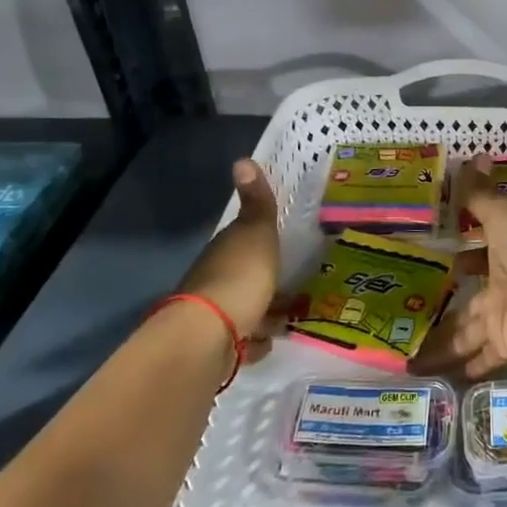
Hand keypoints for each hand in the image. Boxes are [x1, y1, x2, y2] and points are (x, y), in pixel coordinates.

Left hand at [174, 159, 282, 350]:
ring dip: (264, 314)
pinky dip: (255, 342)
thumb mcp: (256, 233)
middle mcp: (215, 280)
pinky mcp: (219, 347)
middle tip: (296, 289)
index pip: (243, 241)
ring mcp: (215, 315)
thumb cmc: (240, 277)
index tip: (282, 248)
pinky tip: (268, 342)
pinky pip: (243, 341)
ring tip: (291, 318)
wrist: (210, 335)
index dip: (261, 243)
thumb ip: (256, 203)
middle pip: (245, 278)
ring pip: (246, 310)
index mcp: (225, 251)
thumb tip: (242, 159)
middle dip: (266, 283)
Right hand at [417, 154, 506, 380]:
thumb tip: (473, 156)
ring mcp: (503, 316)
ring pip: (464, 333)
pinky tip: (433, 377)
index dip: (452, 256)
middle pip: (465, 299)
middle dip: (440, 308)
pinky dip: (460, 368)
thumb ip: (480, 194)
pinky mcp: (506, 344)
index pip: (471, 253)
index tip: (424, 262)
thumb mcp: (503, 212)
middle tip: (404, 317)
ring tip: (405, 358)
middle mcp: (501, 284)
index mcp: (501, 251)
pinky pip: (478, 358)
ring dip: (441, 344)